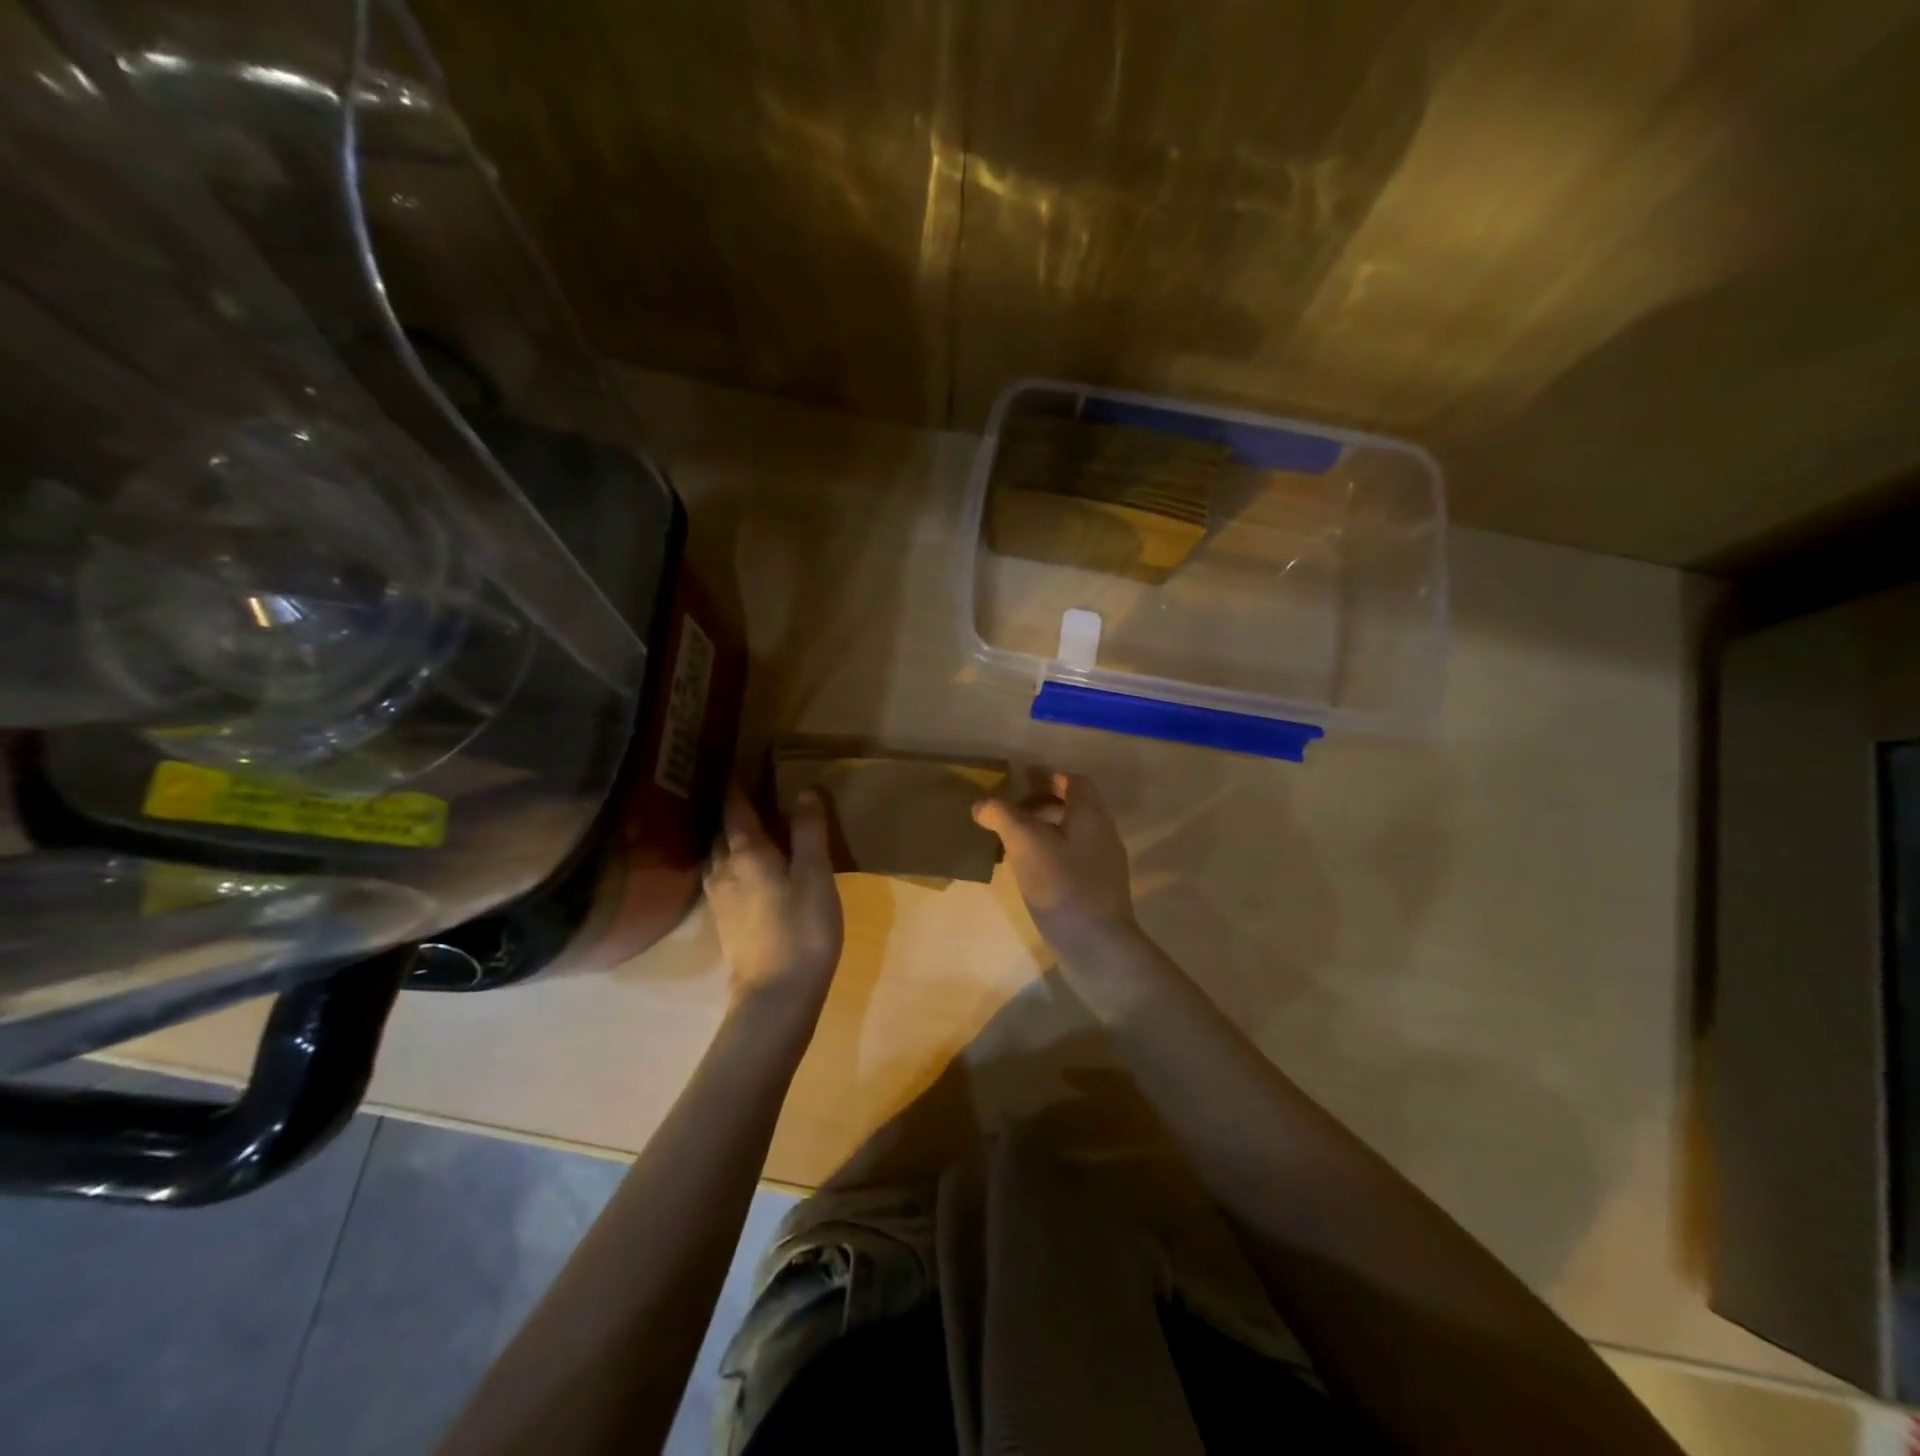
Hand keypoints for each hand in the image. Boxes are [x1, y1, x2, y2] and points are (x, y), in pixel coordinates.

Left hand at [704, 785, 843, 1018]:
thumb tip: (804, 791)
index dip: (738, 786)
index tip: (739, 765)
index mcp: (746, 852)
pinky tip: (743, 870)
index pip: (736, 809)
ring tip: (743, 828)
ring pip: (716, 856)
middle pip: (720, 831)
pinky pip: (720, 878)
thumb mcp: (816, 876)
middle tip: (745, 793)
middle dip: (730, 811)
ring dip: (726, 838)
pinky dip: (730, 863)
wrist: (775, 996)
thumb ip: (809, 832)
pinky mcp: (724, 922)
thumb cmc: (802, 929)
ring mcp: (719, 899)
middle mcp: (724, 869)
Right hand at [972, 772, 1142, 955]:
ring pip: (1070, 836)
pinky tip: (1026, 874)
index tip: (1020, 781)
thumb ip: (1003, 816)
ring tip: (1010, 845)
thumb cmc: (1062, 885)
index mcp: (1091, 815)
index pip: (1074, 781)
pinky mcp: (1096, 891)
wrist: (1097, 946)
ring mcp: (1102, 865)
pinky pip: (1070, 860)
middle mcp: (1102, 834)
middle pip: (1072, 808)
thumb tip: (982, 804)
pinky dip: (1047, 856)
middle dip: (1040, 805)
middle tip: (1008, 814)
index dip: (1048, 777)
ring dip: (1042, 833)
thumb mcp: (1025, 843)